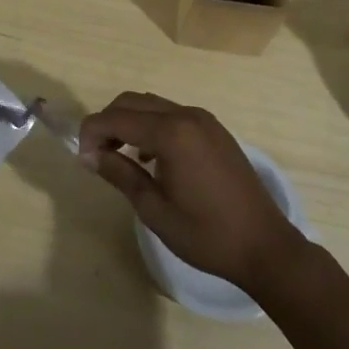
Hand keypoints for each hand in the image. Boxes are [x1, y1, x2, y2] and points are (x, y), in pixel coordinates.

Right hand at [78, 92, 304, 291]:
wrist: (265, 246)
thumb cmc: (206, 234)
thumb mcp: (154, 208)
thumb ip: (120, 174)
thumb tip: (90, 155)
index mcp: (171, 133)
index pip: (117, 117)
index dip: (92, 132)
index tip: (83, 159)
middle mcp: (187, 115)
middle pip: (133, 102)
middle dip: (108, 122)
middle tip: (97, 155)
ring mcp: (204, 120)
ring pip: (153, 106)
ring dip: (130, 122)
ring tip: (119, 156)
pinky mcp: (215, 130)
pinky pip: (173, 116)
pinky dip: (153, 126)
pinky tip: (150, 159)